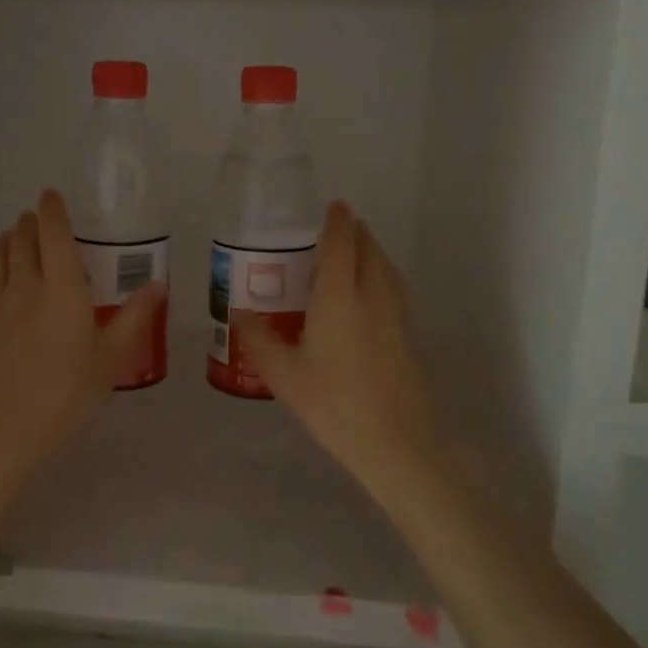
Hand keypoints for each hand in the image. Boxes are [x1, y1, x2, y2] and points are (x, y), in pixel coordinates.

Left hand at [0, 189, 165, 534]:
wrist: (4, 432)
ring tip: (8, 237)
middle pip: (21, 242)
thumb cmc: (67, 396)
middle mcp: (23, 287)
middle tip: (32, 220)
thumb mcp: (110, 359)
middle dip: (27, 225)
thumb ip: (134, 318)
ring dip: (1, 242)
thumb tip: (159, 284)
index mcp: (62, 291)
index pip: (55, 236)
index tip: (50, 195)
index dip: (52, 211)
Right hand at [235, 201, 436, 500]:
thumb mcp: (284, 374)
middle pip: (369, 250)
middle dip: (356, 233)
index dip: (338, 221)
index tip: (335, 205)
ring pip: (386, 268)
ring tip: (355, 254)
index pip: (341, 244)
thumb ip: (258, 339)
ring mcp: (397, 315)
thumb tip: (238, 313)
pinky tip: (371, 296)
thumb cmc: (333, 403)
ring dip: (372, 252)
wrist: (396, 442)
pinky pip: (395, 289)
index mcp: (340, 296)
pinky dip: (382, 276)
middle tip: (338, 229)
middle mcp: (372, 295)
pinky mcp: (410, 335)